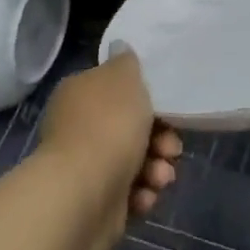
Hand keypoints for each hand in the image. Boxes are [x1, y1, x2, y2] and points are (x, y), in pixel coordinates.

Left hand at [38, 50, 182, 229]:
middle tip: (171, 149)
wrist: (83, 195)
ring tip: (160, 178)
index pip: (118, 90)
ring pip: (133, 162)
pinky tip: (144, 197)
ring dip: (155, 169)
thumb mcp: (125, 79)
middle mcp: (78, 127)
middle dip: (159, 140)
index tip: (169, 113)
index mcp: (80, 92)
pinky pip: (126, 193)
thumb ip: (127, 62)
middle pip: (130, 128)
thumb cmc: (108, 126)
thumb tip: (120, 48)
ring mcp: (85, 166)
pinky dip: (140, 194)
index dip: (148, 100)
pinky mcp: (94, 202)